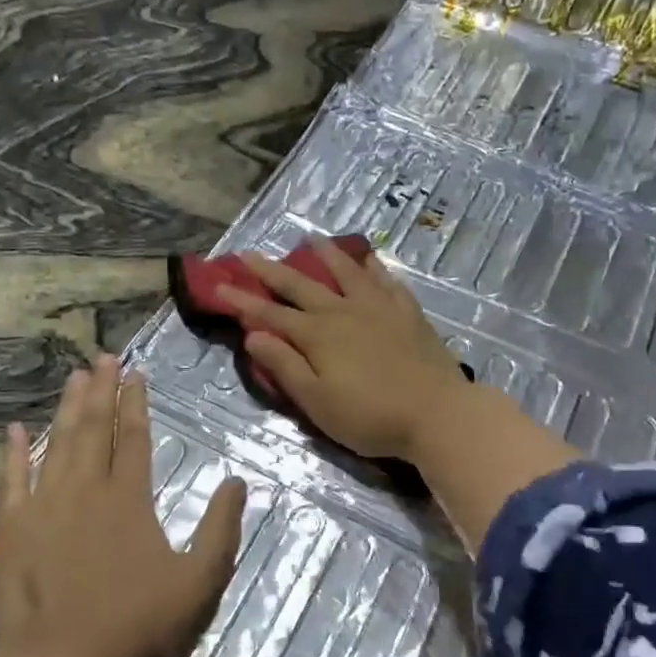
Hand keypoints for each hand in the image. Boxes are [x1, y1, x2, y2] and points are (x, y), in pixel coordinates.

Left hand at [0, 355, 246, 656]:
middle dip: (101, 391)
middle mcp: (85, 490)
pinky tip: (15, 430)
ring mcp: (43, 508)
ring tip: (73, 377)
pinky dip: (13, 454)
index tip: (135, 374)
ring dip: (67, 409)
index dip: (135, 403)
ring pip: (57, 445)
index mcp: (128, 499)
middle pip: (94, 429)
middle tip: (103, 357)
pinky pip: (12, 481)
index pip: (134, 437)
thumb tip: (236, 481)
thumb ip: (221, 529)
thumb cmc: (137, 625)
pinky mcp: (11, 530)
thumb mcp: (199, 581)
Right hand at [216, 239, 473, 461]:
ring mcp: (379, 308)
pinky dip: (374, 268)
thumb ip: (285, 366)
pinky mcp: (408, 314)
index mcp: (317, 335)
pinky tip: (370, 260)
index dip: (242, 301)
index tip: (218, 286)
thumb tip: (253, 335)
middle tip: (249, 253)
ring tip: (311, 239)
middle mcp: (344, 311)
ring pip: (346, 272)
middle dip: (271, 271)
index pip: (270, 314)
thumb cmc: (370, 416)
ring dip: (326, 255)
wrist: (437, 414)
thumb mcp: (317, 401)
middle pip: (301, 285)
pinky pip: (387, 282)